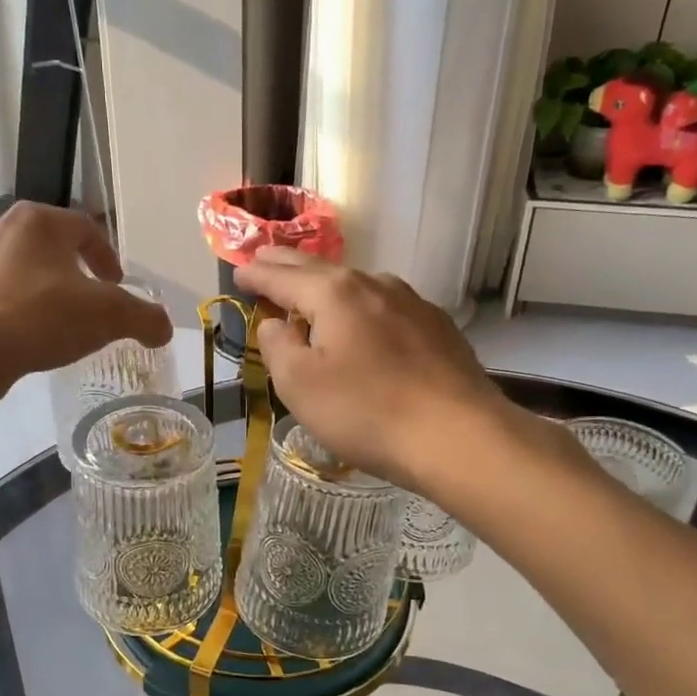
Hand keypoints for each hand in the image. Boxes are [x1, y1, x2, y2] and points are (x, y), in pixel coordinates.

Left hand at [0, 203, 172, 394]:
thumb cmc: (43, 318)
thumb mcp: (109, 317)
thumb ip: (144, 318)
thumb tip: (163, 329)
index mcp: (38, 220)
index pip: (85, 228)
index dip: (107, 257)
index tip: (116, 285)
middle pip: (48, 246)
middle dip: (70, 272)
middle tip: (86, 302)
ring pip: (15, 269)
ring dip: (36, 289)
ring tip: (50, 322)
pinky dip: (5, 309)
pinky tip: (16, 337)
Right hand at [234, 249, 506, 488]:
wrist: (458, 436)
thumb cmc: (366, 412)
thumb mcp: (300, 385)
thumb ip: (278, 346)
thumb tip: (276, 323)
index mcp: (334, 293)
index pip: (282, 276)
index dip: (256, 274)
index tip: (238, 271)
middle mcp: (374, 284)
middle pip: (320, 269)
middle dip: (288, 265)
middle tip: (265, 259)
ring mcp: (411, 302)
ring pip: (358, 284)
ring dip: (328, 285)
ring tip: (311, 290)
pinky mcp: (437, 326)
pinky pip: (385, 306)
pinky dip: (362, 306)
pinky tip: (364, 321)